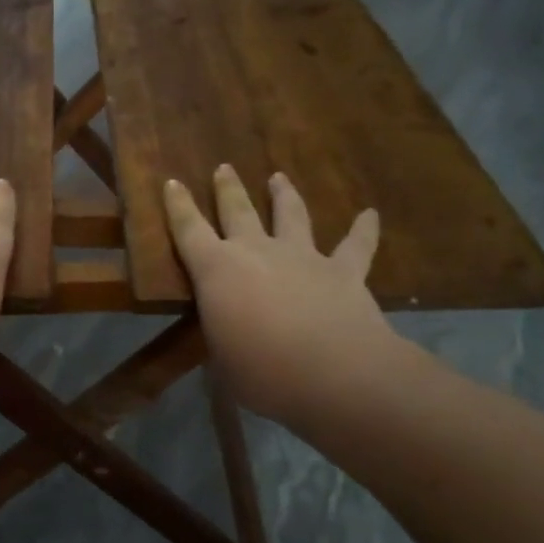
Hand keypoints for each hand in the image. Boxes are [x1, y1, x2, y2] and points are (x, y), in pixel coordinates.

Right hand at [164, 166, 413, 433]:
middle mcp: (258, 252)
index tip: (172, 182)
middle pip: (238, 210)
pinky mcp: (343, 272)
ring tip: (279, 177)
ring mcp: (303, 257)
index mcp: (217, 270)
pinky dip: (364, 229)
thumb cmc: (262, 372)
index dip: (179, 206)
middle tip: (224, 168)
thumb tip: (228, 336)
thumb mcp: (223, 358)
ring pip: (291, 215)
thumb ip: (224, 336)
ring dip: (284, 195)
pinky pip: (356, 245)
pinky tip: (371, 214)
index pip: (189, 230)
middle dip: (228, 189)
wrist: (335, 374)